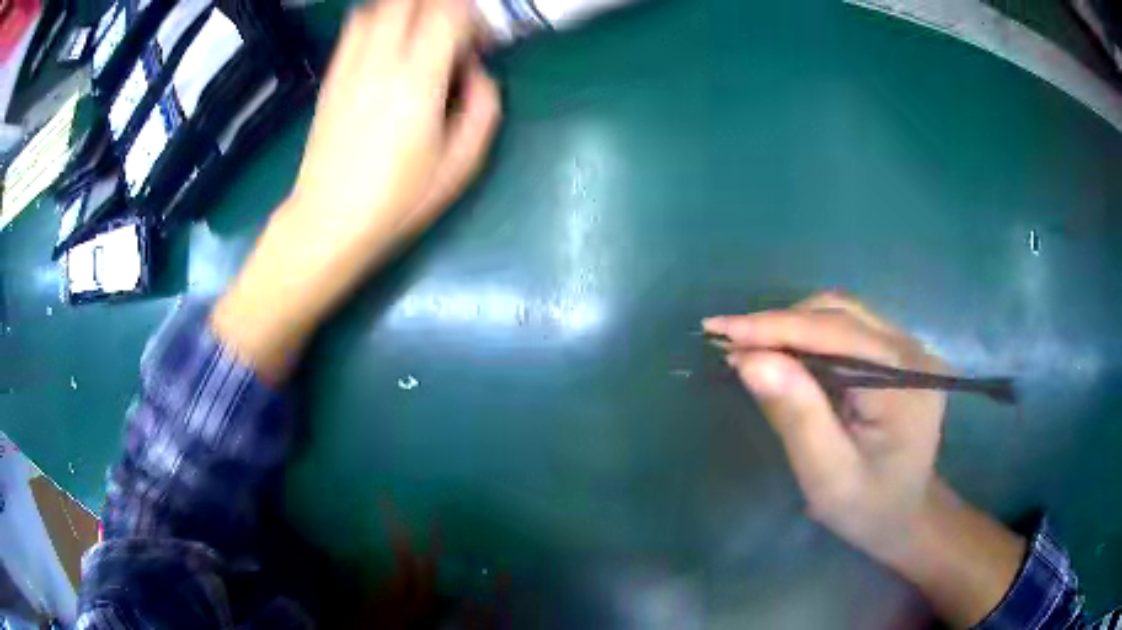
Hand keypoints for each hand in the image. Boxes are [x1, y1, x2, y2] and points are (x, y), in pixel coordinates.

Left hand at [212, 0, 500, 381]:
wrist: (328, 223)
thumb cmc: (397, 202)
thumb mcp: (461, 165)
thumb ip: (484, 108)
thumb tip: (479, 73)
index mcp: (417, 82)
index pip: (448, 14)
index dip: (472, 18)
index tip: (479, 42)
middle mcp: (380, 62)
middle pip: (410, 1)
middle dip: (441, 7)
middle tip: (454, 32)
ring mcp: (349, 67)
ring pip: (379, 7)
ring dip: (407, 10)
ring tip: (421, 33)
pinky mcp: (331, 78)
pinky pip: (354, 28)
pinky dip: (377, 20)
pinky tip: (388, 44)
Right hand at [705, 292, 945, 560]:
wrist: (905, 517)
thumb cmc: (868, 507)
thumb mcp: (827, 474)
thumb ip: (796, 415)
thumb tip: (749, 359)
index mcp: (904, 378)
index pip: (834, 332)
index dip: (773, 327)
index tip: (718, 329)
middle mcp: (912, 349)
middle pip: (839, 312)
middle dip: (780, 324)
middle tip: (730, 345)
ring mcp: (908, 347)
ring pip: (841, 313)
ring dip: (793, 327)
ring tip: (753, 351)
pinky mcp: (898, 354)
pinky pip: (848, 328)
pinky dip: (810, 337)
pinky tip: (787, 358)